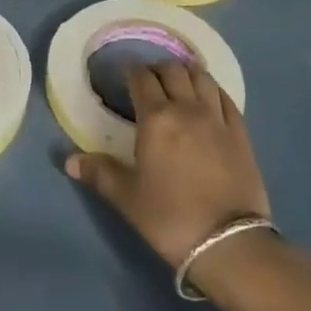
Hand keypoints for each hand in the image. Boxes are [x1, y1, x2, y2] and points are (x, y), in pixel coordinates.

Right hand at [65, 61, 270, 278]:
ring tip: (179, 81)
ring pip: (202, 77)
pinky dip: (213, 89)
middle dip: (158, 68)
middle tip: (149, 78)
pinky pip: (226, 98)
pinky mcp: (241, 133)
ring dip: (187, 72)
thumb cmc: (170, 218)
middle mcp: (187, 108)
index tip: (125, 73)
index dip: (132, 71)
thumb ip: (100, 173)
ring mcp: (217, 118)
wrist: (229, 242)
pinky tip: (209, 96)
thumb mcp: (128, 198)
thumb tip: (69, 160)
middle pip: (173, 71)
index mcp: (156, 119)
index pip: (142, 79)